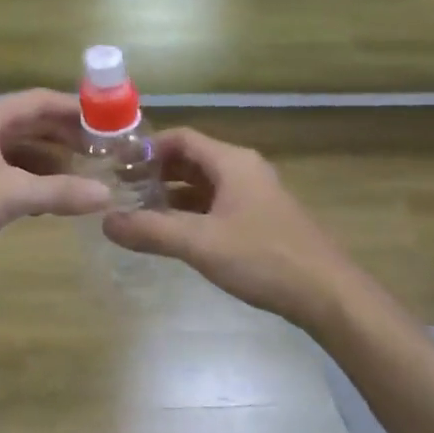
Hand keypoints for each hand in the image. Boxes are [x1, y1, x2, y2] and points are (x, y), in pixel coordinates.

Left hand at [0, 91, 111, 277]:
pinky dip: (31, 179)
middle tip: (102, 151)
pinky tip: (50, 199)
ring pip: (20, 148)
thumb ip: (60, 192)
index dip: (75, 109)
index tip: (108, 121)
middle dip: (66, 136)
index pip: (40, 101)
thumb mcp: (12, 196)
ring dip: (50, 160)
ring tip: (84, 176)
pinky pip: (7, 169)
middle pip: (31, 123)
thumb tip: (106, 194)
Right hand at [102, 129, 365, 331]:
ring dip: (173, 195)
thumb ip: (151, 230)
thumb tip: (105, 221)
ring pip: (205, 185)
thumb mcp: (200, 243)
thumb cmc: (263, 258)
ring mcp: (255, 196)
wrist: (327, 294)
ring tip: (139, 212)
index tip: (117, 165)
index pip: (182, 138)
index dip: (147, 148)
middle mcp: (244, 170)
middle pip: (192, 159)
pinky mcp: (261, 220)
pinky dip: (192, 213)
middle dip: (156, 172)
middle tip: (121, 190)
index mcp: (232, 162)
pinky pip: (218, 205)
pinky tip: (174, 234)